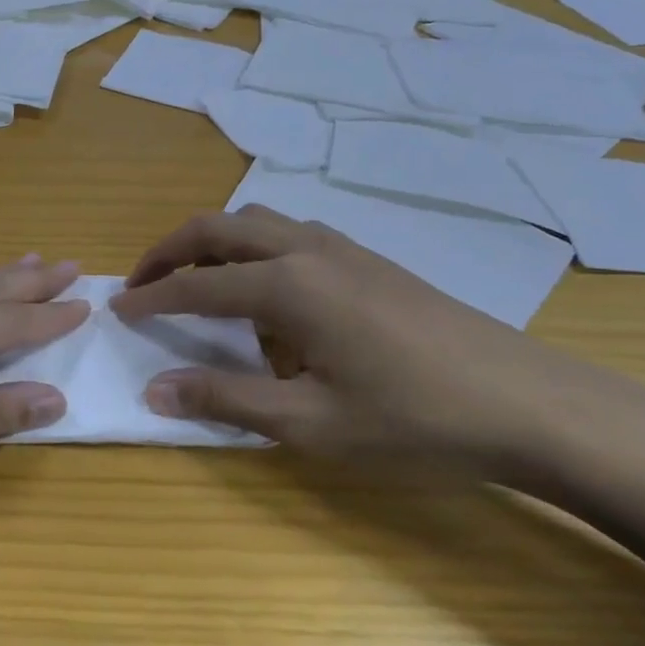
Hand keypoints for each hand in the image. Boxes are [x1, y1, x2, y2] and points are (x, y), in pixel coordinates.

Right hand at [111, 207, 600, 476]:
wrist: (527, 402)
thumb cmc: (413, 418)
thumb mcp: (310, 424)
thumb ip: (226, 399)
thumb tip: (154, 389)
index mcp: (286, 285)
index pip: (195, 284)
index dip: (151, 297)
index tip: (117, 309)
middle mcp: (305, 249)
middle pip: (217, 227)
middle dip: (169, 250)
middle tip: (142, 283)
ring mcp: (341, 247)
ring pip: (255, 222)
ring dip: (213, 244)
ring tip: (197, 284)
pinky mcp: (366, 258)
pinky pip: (288, 234)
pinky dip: (252, 249)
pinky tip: (267, 295)